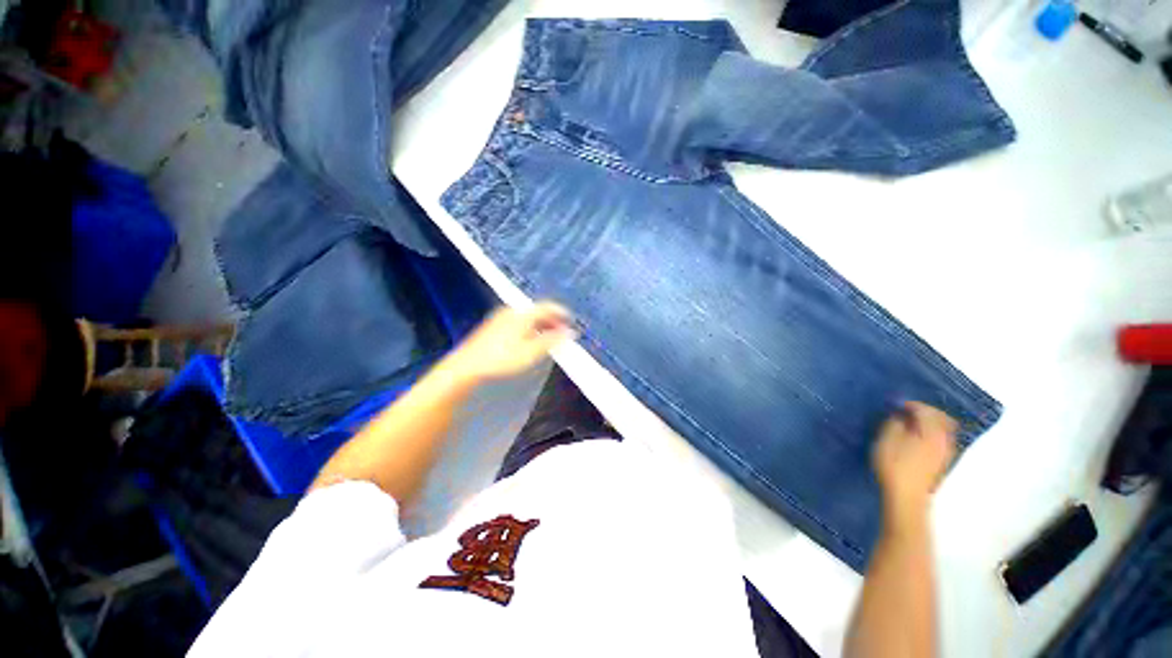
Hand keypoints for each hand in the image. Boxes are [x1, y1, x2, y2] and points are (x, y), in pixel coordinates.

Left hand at [443, 302, 574, 383]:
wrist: (467, 366)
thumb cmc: (501, 359)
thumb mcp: (531, 352)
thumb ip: (551, 341)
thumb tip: (569, 333)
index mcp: (523, 314)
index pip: (548, 307)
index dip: (562, 313)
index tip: (570, 321)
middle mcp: (512, 311)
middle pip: (538, 311)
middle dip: (552, 320)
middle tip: (562, 332)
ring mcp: (501, 317)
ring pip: (528, 316)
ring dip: (541, 324)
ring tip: (548, 338)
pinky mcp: (494, 325)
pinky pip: (519, 320)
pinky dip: (530, 327)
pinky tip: (530, 340)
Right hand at [873, 402, 957, 524]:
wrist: (907, 496)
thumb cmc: (894, 466)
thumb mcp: (887, 440)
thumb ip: (895, 423)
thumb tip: (901, 416)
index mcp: (932, 432)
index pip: (925, 410)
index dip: (910, 404)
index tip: (896, 405)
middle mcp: (944, 439)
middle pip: (941, 417)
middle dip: (926, 411)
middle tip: (907, 411)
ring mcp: (947, 451)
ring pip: (945, 428)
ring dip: (931, 422)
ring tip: (913, 423)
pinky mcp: (943, 461)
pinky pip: (943, 438)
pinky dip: (933, 432)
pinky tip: (919, 437)